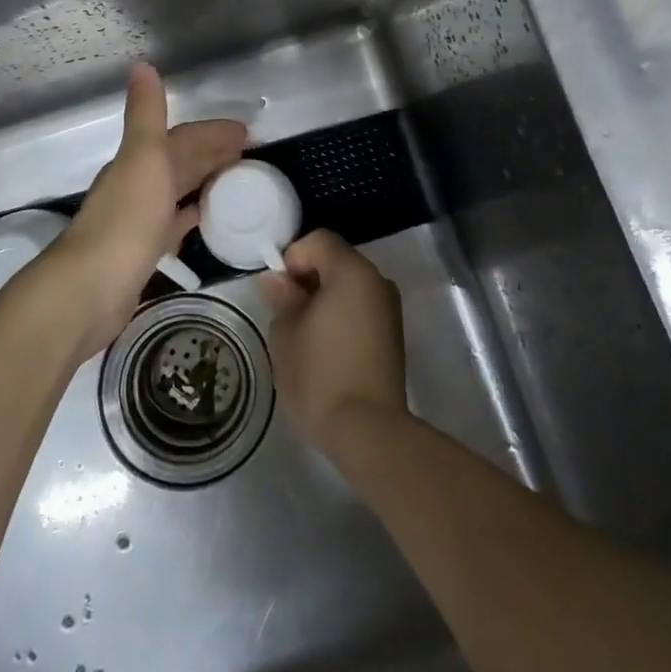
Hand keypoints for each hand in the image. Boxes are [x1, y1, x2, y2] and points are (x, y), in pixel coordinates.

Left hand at [25, 64, 244, 359]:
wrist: (88, 290)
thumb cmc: (124, 221)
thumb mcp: (142, 158)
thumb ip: (146, 114)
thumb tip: (142, 64)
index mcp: (139, 161)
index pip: (182, 137)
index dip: (213, 132)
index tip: (247, 133)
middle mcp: (138, 185)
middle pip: (181, 162)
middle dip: (213, 154)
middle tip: (251, 155)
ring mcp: (139, 219)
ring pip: (178, 191)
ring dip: (204, 181)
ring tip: (237, 181)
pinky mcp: (143, 251)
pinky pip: (174, 224)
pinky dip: (190, 215)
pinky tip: (204, 218)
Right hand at [265, 231, 407, 463]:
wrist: (368, 431)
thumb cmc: (320, 375)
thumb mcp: (286, 333)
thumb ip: (282, 298)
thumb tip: (277, 280)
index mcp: (352, 272)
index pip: (320, 240)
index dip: (294, 256)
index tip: (279, 290)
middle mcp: (377, 281)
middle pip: (337, 260)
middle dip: (308, 277)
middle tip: (286, 311)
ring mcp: (389, 308)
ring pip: (349, 285)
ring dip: (325, 297)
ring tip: (304, 332)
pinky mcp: (393, 334)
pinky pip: (361, 307)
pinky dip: (341, 314)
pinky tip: (325, 347)